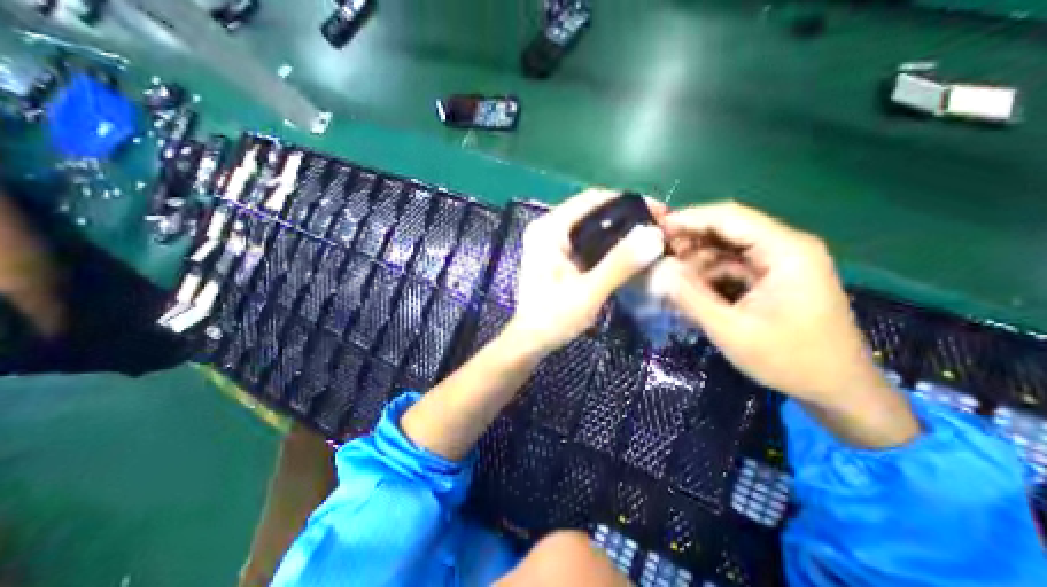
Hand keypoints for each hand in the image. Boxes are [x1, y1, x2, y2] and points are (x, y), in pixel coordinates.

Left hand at [506, 190, 661, 354]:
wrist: (531, 340)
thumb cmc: (553, 318)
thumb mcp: (588, 292)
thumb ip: (619, 263)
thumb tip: (654, 234)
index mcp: (549, 229)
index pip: (593, 199)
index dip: (629, 201)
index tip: (660, 212)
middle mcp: (547, 227)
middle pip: (593, 210)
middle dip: (627, 216)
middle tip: (659, 227)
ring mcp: (551, 240)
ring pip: (591, 224)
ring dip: (619, 230)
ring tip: (649, 238)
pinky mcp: (556, 254)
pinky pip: (587, 239)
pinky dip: (608, 243)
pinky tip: (627, 251)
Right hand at [652, 203, 916, 443]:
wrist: (837, 389)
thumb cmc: (789, 359)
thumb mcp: (731, 330)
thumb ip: (690, 297)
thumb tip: (657, 270)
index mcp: (785, 251)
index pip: (728, 217)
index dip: (687, 218)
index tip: (653, 229)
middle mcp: (784, 247)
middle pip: (726, 229)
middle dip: (688, 241)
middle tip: (655, 256)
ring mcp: (778, 262)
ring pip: (724, 248)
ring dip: (695, 261)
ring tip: (669, 279)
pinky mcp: (771, 277)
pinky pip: (730, 266)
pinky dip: (707, 274)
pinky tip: (688, 289)